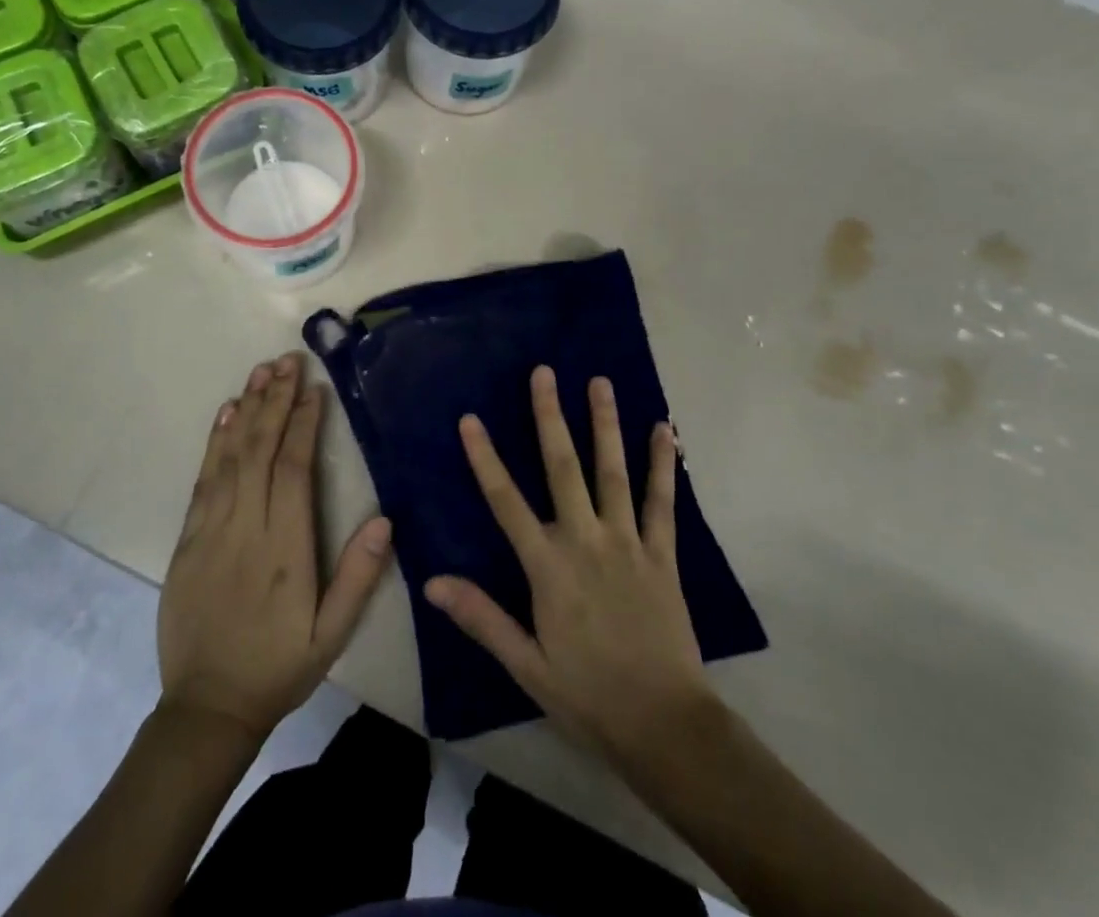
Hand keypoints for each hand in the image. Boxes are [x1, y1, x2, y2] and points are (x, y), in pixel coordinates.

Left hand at [159, 352, 393, 740]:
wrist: (206, 707)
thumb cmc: (278, 667)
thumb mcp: (331, 636)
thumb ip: (358, 577)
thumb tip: (385, 518)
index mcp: (286, 549)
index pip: (294, 470)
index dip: (304, 425)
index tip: (314, 389)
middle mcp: (247, 529)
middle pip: (261, 451)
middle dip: (276, 401)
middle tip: (288, 360)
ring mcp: (212, 531)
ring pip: (230, 457)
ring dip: (246, 409)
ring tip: (261, 371)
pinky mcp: (187, 539)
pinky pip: (203, 480)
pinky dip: (214, 442)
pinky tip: (226, 414)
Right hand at [424, 366, 718, 770]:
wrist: (666, 726)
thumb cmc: (588, 696)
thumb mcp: (526, 665)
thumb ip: (482, 617)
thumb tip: (432, 582)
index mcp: (548, 567)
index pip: (506, 501)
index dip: (485, 458)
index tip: (470, 419)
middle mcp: (586, 540)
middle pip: (562, 467)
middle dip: (550, 417)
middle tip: (544, 372)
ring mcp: (628, 542)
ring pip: (612, 472)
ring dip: (605, 423)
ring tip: (600, 382)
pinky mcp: (663, 554)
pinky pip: (663, 501)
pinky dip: (662, 464)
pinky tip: (664, 430)